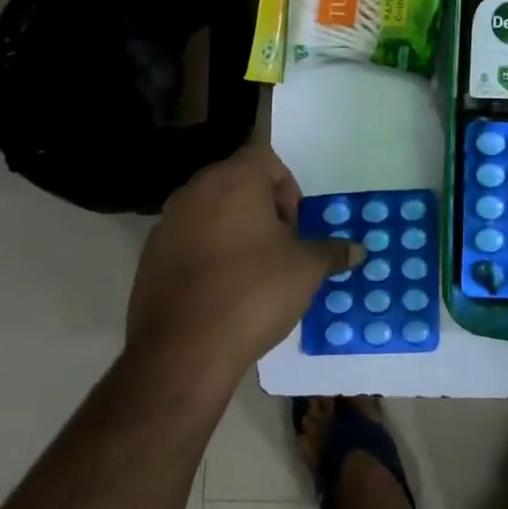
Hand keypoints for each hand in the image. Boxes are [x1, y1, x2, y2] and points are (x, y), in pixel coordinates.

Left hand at [126, 143, 361, 373]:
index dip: (286, 186)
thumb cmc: (253, 292)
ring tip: (252, 271)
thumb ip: (331, 252)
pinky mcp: (149, 258)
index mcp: (233, 181)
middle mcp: (195, 191)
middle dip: (262, 208)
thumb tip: (358, 250)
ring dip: (233, 230)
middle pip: (235, 182)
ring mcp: (166, 224)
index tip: (295, 224)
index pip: (264, 157)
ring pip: (209, 212)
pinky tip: (222, 291)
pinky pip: (188, 242)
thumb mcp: (306, 270)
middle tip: (280, 246)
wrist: (183, 351)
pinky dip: (207, 254)